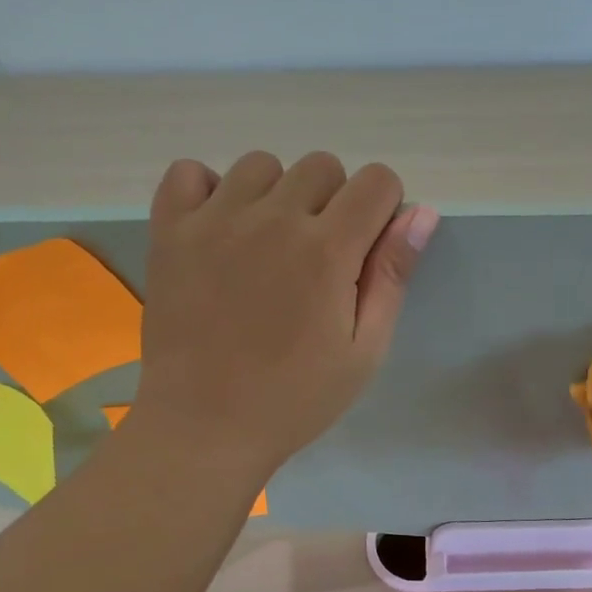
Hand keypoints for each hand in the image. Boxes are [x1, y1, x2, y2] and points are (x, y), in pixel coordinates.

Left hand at [134, 151, 438, 475]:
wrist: (205, 426)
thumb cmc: (294, 399)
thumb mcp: (363, 351)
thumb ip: (392, 277)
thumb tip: (421, 213)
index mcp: (328, 250)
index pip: (377, 181)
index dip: (383, 210)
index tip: (366, 250)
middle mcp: (273, 219)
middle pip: (323, 167)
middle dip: (334, 203)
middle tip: (317, 260)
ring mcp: (215, 220)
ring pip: (261, 165)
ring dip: (276, 196)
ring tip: (266, 248)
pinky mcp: (170, 231)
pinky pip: (189, 172)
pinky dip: (208, 190)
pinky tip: (219, 229)